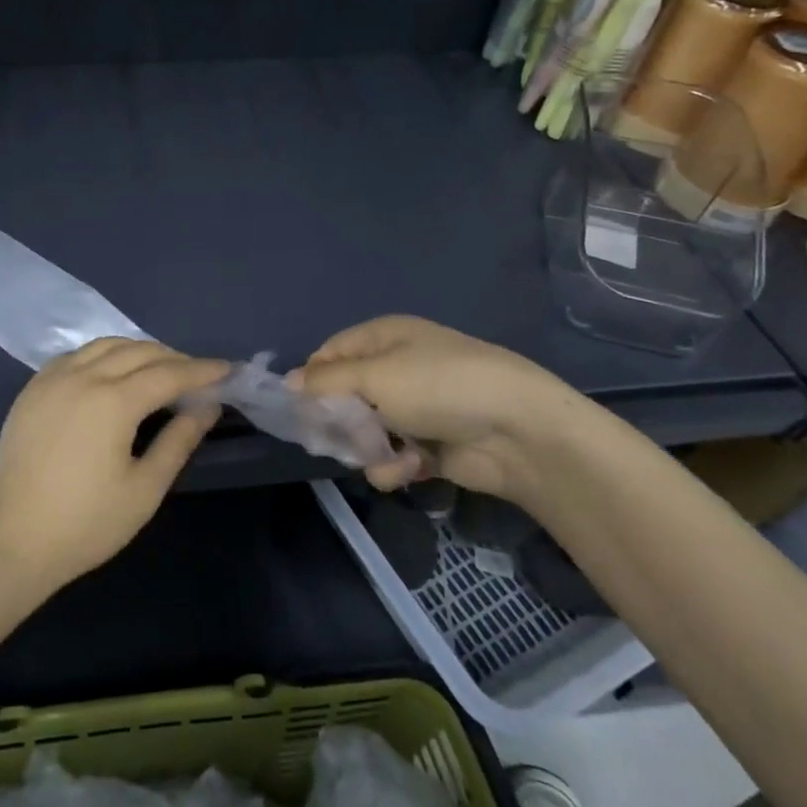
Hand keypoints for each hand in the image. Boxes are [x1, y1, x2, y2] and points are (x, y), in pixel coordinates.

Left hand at [0, 339, 227, 596]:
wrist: (11, 543)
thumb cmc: (85, 524)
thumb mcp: (144, 489)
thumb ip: (178, 441)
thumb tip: (207, 407)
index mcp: (113, 400)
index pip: (169, 373)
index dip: (202, 371)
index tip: (228, 371)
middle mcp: (82, 376)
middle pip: (139, 351)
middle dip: (174, 358)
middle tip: (198, 376)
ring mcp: (52, 379)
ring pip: (105, 345)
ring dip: (139, 351)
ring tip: (160, 370)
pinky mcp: (31, 389)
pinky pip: (76, 356)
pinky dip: (104, 355)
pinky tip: (112, 373)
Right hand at [295, 316, 595, 501]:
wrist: (518, 430)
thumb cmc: (438, 387)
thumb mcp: (374, 376)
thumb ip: (326, 382)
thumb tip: (288, 382)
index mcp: (384, 338)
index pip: (331, 353)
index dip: (312, 378)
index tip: (299, 408)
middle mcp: (397, 368)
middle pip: (346, 395)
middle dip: (340, 420)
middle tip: (333, 440)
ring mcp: (416, 408)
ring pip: (367, 431)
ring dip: (368, 447)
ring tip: (381, 455)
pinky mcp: (431, 444)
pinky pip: (394, 455)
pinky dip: (396, 465)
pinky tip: (409, 468)